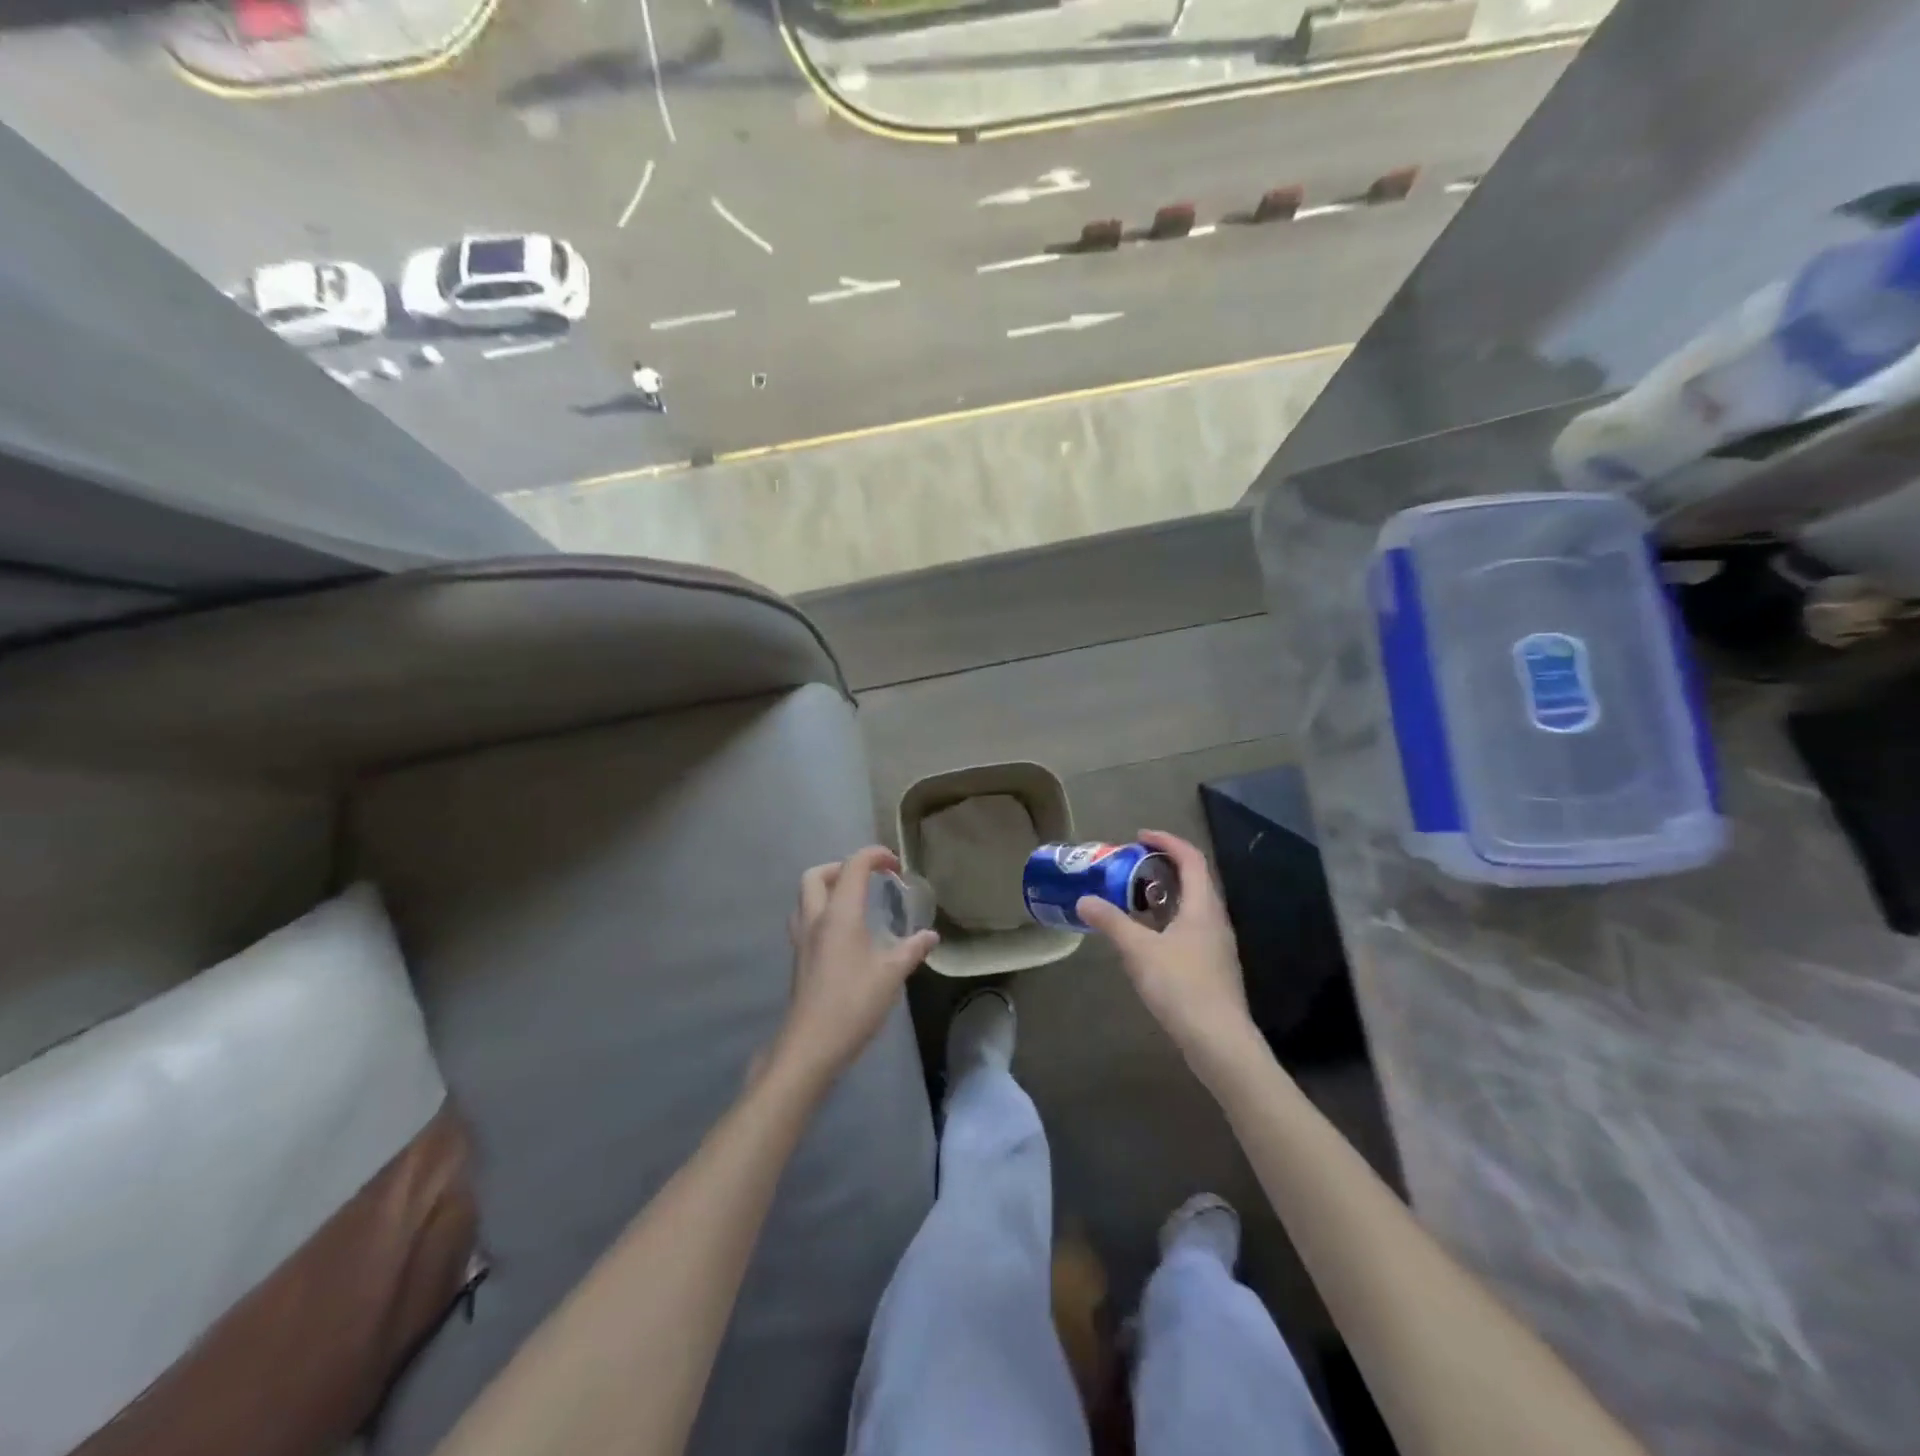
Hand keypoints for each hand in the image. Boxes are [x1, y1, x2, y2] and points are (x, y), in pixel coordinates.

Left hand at [771, 846, 938, 1094]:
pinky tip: (844, 934)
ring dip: (828, 888)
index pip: (853, 866)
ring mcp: (802, 939)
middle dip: (842, 868)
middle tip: (868, 880)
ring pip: (806, 896)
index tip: (896, 865)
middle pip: (817, 875)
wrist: (810, 1045)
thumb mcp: (891, 974)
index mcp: (839, 914)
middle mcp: (815, 919)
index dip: (875, 856)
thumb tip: (930, 936)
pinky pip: (806, 918)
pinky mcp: (798, 958)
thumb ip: (912, 950)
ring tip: (855, 902)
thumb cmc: (853, 1004)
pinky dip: (823, 911)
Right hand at [1077, 831, 1262, 1082]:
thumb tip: (1084, 900)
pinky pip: (1190, 929)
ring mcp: (1217, 946)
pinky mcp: (1213, 968)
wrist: (1219, 1042)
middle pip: (1194, 880)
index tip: (1139, 836)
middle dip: (1163, 866)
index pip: (1190, 858)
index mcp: (1203, 907)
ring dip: (1165, 895)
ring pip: (1192, 907)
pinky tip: (1147, 939)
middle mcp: (1215, 920)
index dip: (1166, 841)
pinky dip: (1168, 921)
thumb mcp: (1139, 951)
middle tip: (1130, 866)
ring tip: (1132, 898)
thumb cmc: (1181, 987)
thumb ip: (1111, 922)